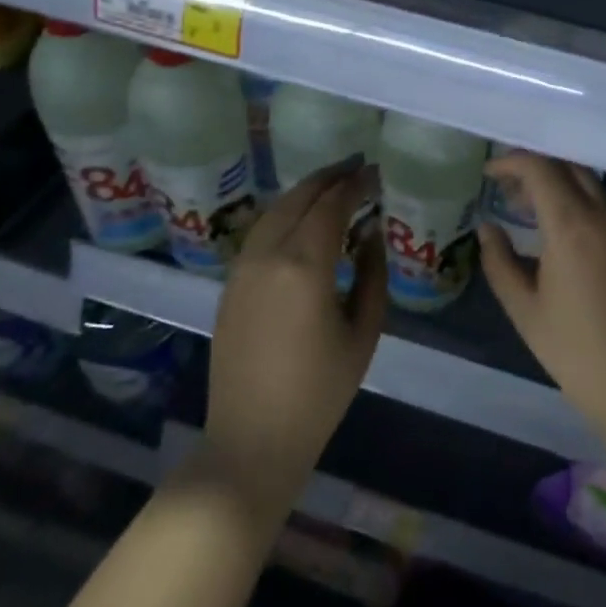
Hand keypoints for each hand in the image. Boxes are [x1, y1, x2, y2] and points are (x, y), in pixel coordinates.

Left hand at [203, 161, 386, 519]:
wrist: (252, 439)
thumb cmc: (320, 392)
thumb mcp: (363, 332)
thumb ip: (372, 274)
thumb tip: (371, 233)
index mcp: (305, 265)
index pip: (331, 204)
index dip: (355, 183)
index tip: (375, 171)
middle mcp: (268, 255)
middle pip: (299, 198)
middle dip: (330, 177)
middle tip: (357, 167)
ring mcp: (242, 268)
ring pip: (275, 210)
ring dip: (304, 191)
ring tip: (333, 184)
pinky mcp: (230, 284)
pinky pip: (260, 232)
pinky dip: (285, 213)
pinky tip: (302, 218)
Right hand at [477, 154, 605, 436]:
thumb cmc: (574, 349)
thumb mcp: (524, 307)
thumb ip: (499, 260)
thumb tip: (487, 228)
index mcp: (572, 225)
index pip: (541, 168)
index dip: (511, 162)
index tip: (489, 174)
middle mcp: (604, 213)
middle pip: (567, 166)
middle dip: (534, 168)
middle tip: (506, 191)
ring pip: (589, 182)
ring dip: (557, 183)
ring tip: (527, 209)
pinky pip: (604, 202)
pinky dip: (577, 199)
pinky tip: (560, 228)